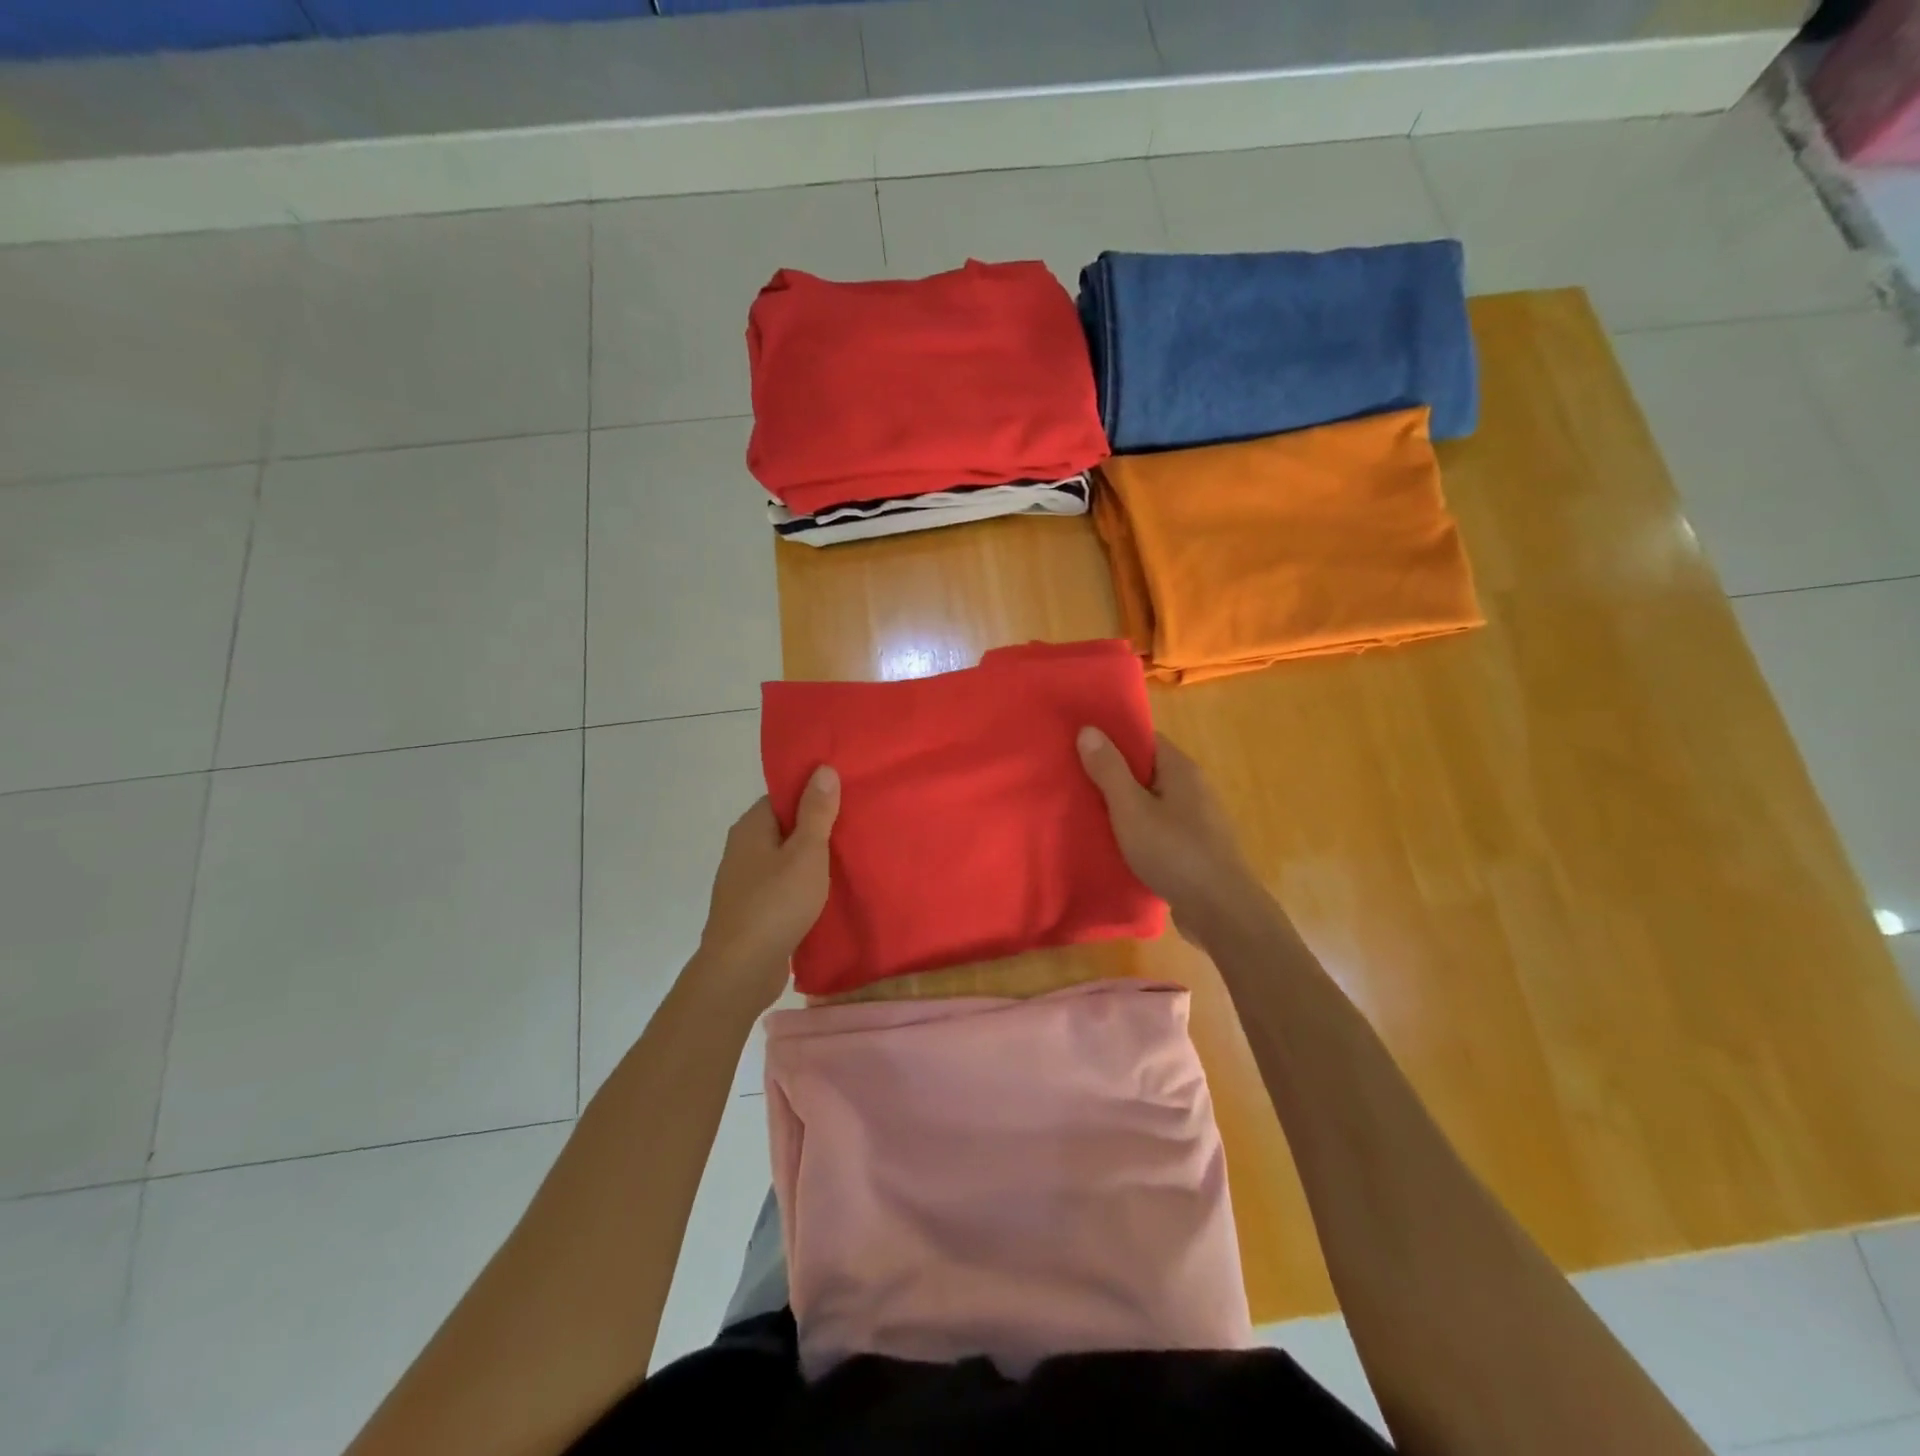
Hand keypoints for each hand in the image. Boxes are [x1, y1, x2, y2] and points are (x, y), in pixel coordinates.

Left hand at [697, 766, 839, 1009]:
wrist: (741, 969)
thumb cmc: (776, 903)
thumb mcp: (806, 852)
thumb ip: (816, 812)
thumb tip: (822, 769)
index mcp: (751, 828)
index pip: (782, 796)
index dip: (811, 793)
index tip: (844, 796)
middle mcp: (742, 850)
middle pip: (784, 827)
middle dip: (816, 828)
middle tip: (854, 826)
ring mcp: (745, 882)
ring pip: (784, 860)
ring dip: (810, 860)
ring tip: (848, 858)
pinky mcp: (753, 911)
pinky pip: (782, 887)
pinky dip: (803, 886)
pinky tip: (828, 893)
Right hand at [1077, 728, 1266, 941]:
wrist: (1221, 911)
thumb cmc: (1174, 852)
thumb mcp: (1131, 809)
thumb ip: (1109, 770)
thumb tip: (1089, 729)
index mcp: (1182, 770)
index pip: (1145, 740)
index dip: (1114, 740)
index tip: (1081, 746)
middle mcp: (1194, 789)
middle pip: (1148, 771)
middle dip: (1114, 775)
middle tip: (1075, 781)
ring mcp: (1198, 821)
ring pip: (1153, 803)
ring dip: (1125, 807)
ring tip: (1087, 813)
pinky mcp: (1195, 850)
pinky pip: (1160, 830)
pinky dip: (1138, 832)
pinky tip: (1115, 845)